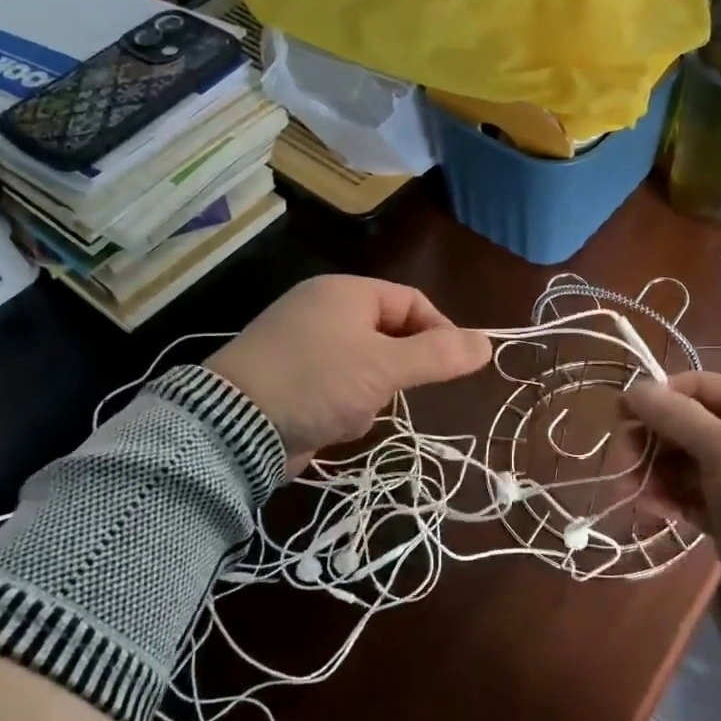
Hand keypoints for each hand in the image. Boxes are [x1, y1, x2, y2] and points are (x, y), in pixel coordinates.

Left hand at [205, 275, 490, 469]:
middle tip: (395, 391)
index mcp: (345, 293)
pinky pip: (340, 387)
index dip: (439, 331)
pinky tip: (332, 423)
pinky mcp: (292, 379)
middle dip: (398, 370)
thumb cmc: (317, 382)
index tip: (454, 365)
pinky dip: (345, 406)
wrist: (233, 428)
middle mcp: (324, 310)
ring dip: (372, 393)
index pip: (411, 301)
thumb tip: (487, 343)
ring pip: (368, 366)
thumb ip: (439, 355)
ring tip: (354, 410)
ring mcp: (304, 345)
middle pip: (390, 335)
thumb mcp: (385, 368)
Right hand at [620, 372, 720, 627]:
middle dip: (652, 440)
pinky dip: (668, 496)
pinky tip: (652, 509)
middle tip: (623, 461)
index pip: (699, 386)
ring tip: (634, 492)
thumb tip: (634, 389)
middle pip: (685, 424)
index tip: (620, 414)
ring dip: (654, 472)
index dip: (658, 396)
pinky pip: (688, 492)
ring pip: (682, 460)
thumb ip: (677, 416)